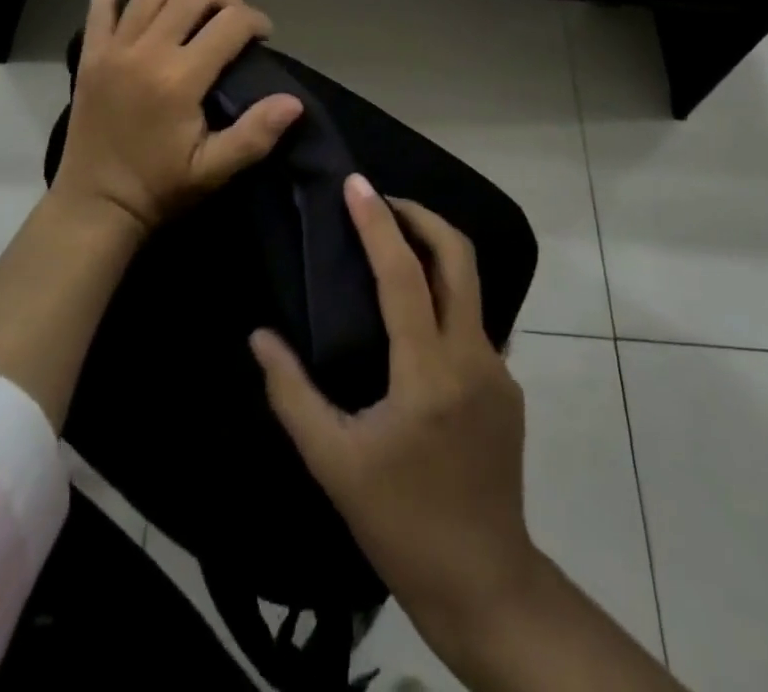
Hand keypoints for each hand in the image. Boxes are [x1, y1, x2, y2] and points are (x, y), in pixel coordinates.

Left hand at [51, 0, 304, 236]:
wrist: (96, 204)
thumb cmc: (160, 188)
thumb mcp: (213, 170)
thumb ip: (254, 134)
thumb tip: (294, 101)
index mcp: (179, 79)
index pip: (229, 25)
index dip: (255, 21)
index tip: (264, 34)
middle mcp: (146, 52)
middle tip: (236, 16)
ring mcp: (113, 49)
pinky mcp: (91, 54)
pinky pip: (97, 7)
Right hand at [250, 176, 540, 644]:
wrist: (486, 583)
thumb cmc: (400, 522)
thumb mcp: (332, 462)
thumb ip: (291, 393)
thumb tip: (259, 337)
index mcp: (427, 372)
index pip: (403, 274)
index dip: (377, 223)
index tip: (355, 184)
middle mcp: (471, 356)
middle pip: (458, 257)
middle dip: (421, 215)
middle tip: (380, 201)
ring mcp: (498, 369)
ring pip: (470, 284)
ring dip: (434, 250)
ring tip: (390, 244)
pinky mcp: (508, 386)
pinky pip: (472, 320)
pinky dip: (442, 294)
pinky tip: (412, 315)